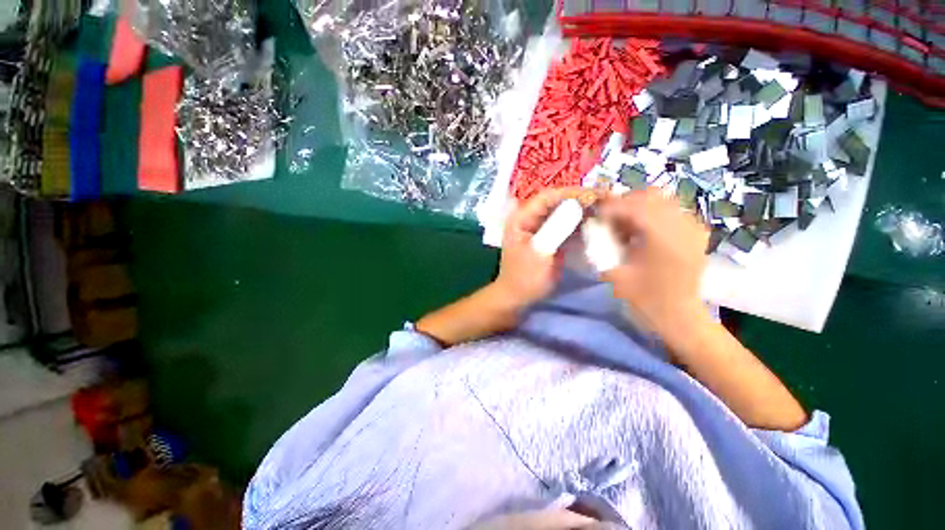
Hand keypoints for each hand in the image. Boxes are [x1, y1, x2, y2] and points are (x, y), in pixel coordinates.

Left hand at [494, 187, 599, 308]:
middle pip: (558, 202)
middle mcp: (531, 218)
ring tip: (609, 210)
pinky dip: (584, 225)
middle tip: (609, 200)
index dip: (571, 193)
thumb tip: (577, 205)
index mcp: (521, 218)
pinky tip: (600, 225)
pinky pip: (569, 226)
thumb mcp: (539, 253)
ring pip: (566, 213)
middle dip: (582, 200)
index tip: (595, 195)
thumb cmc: (524, 277)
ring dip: (586, 212)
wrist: (519, 297)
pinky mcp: (552, 238)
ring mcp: (542, 228)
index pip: (547, 197)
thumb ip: (556, 229)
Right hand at [599, 189, 710, 340]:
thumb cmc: (645, 299)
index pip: (634, 206)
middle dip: (624, 202)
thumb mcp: (615, 273)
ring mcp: (693, 227)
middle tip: (608, 217)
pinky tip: (641, 229)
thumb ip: (603, 246)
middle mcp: (683, 226)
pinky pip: (671, 210)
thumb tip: (593, 225)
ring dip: (638, 206)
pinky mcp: (696, 232)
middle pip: (650, 195)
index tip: (595, 214)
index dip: (611, 206)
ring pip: (662, 199)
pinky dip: (651, 213)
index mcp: (664, 238)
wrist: (679, 316)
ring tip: (623, 223)